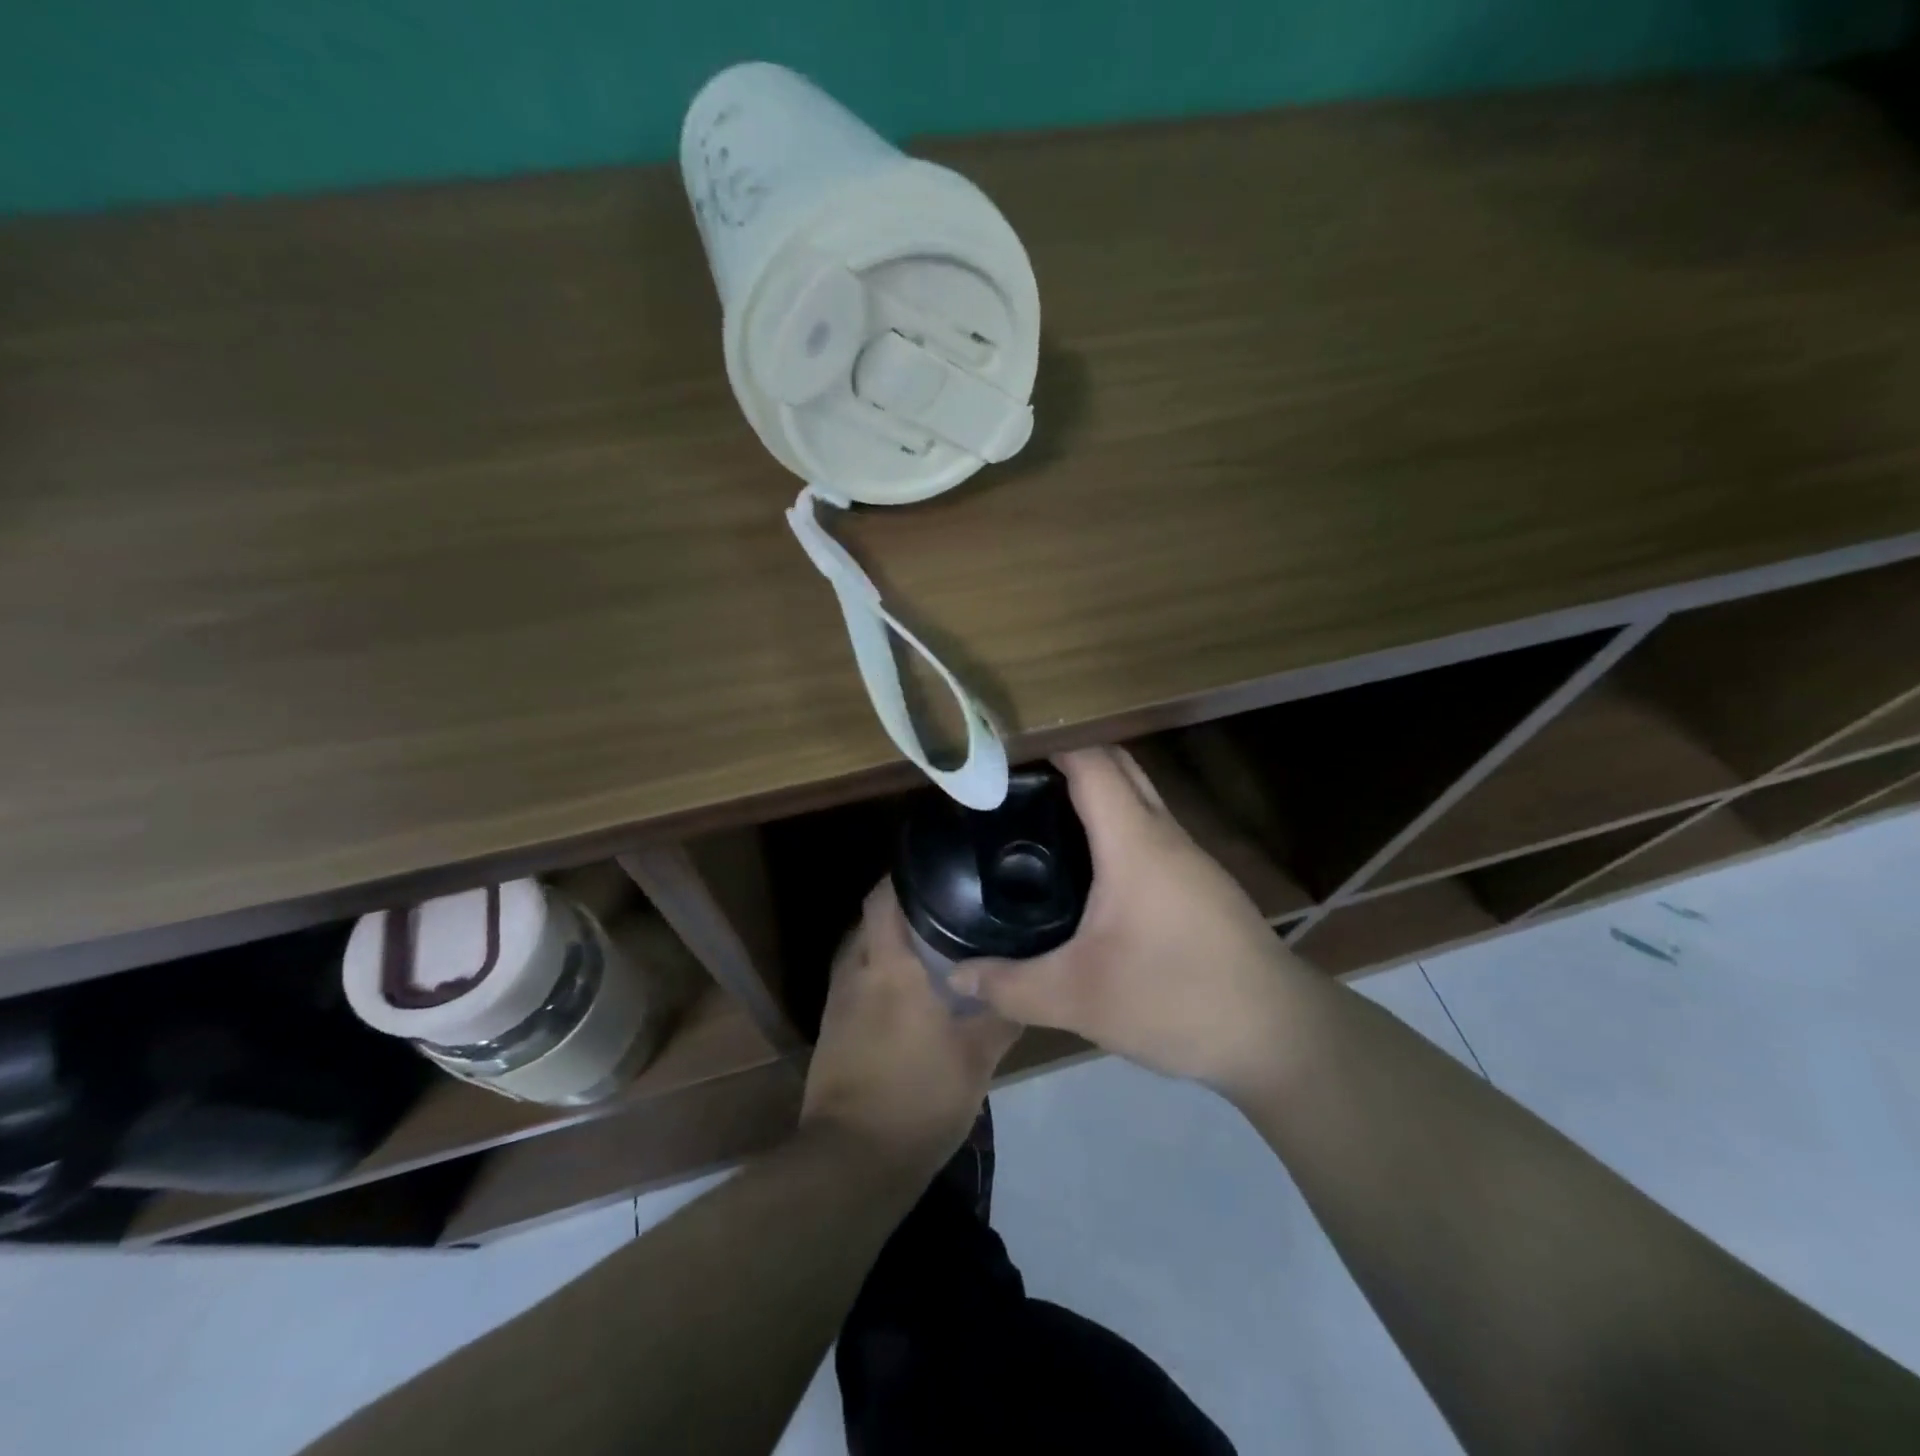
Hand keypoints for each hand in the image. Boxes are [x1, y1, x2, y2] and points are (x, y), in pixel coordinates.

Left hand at [801, 880, 1019, 1169]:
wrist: (854, 1162)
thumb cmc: (919, 1098)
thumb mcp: (976, 1058)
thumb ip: (1001, 1015)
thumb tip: (1023, 985)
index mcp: (888, 967)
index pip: (882, 899)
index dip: (901, 876)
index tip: (933, 867)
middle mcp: (856, 973)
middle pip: (869, 922)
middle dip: (899, 909)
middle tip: (942, 906)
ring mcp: (837, 1004)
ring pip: (859, 953)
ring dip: (886, 943)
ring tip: (928, 944)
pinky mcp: (831, 1032)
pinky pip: (854, 983)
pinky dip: (876, 975)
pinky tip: (905, 992)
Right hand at [949, 746, 1303, 1088]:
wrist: (1279, 1036)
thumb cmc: (1176, 999)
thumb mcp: (1079, 999)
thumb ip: (1011, 986)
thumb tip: (957, 976)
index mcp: (1134, 841)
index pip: (1092, 762)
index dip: (1049, 743)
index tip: (1003, 748)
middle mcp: (1165, 835)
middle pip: (1119, 767)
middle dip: (1069, 758)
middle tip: (1013, 781)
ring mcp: (1191, 859)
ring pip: (1139, 799)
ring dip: (1095, 793)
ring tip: (1040, 816)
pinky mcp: (1202, 885)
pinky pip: (1151, 832)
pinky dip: (1116, 827)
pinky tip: (1088, 867)